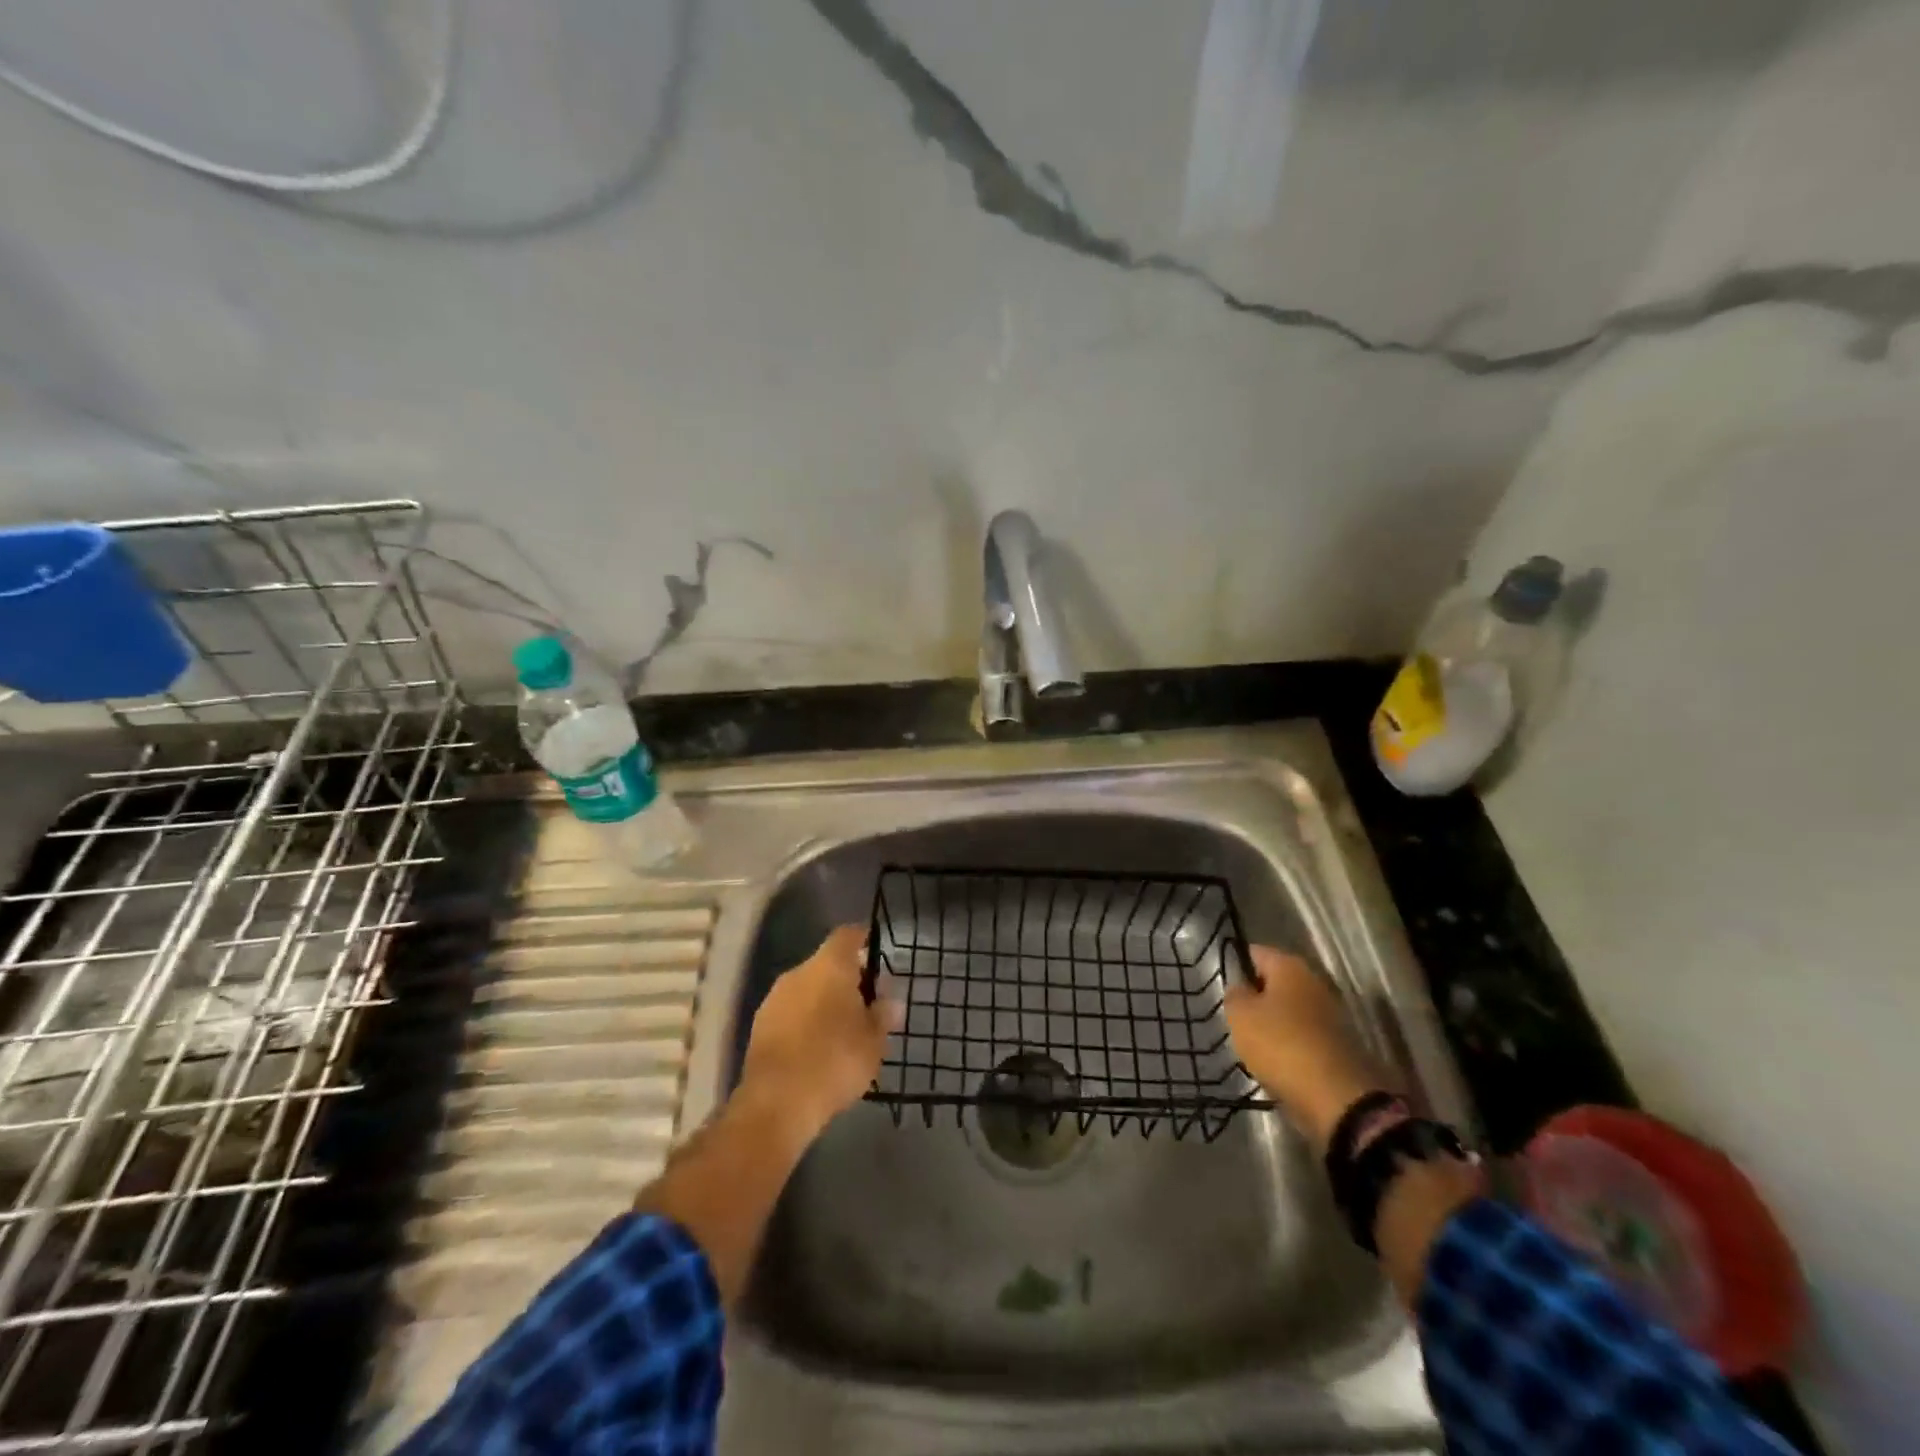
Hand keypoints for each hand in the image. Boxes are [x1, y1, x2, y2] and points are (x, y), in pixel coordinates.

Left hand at [738, 925, 898, 1142]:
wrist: (776, 1102)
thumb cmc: (834, 1061)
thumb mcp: (873, 1041)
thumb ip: (883, 1015)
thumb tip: (890, 1001)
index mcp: (830, 966)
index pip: (847, 935)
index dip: (863, 938)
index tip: (876, 950)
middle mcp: (799, 972)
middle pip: (826, 962)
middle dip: (846, 977)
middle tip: (866, 1001)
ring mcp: (775, 998)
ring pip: (807, 987)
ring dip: (823, 999)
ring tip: (842, 1028)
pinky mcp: (759, 1025)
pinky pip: (791, 1011)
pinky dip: (805, 1019)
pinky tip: (816, 1045)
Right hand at [1224, 945, 1388, 1149]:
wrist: (1337, 1098)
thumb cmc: (1280, 1044)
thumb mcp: (1239, 1015)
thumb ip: (1235, 994)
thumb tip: (1241, 988)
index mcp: (1290, 965)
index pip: (1255, 953)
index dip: (1236, 966)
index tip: (1224, 988)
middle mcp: (1314, 982)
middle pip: (1275, 982)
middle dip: (1256, 997)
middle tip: (1236, 1018)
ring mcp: (1331, 1014)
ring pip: (1290, 1010)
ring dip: (1273, 1024)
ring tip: (1253, 1044)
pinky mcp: (1339, 1044)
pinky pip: (1304, 1036)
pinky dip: (1290, 1046)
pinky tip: (1276, 1062)